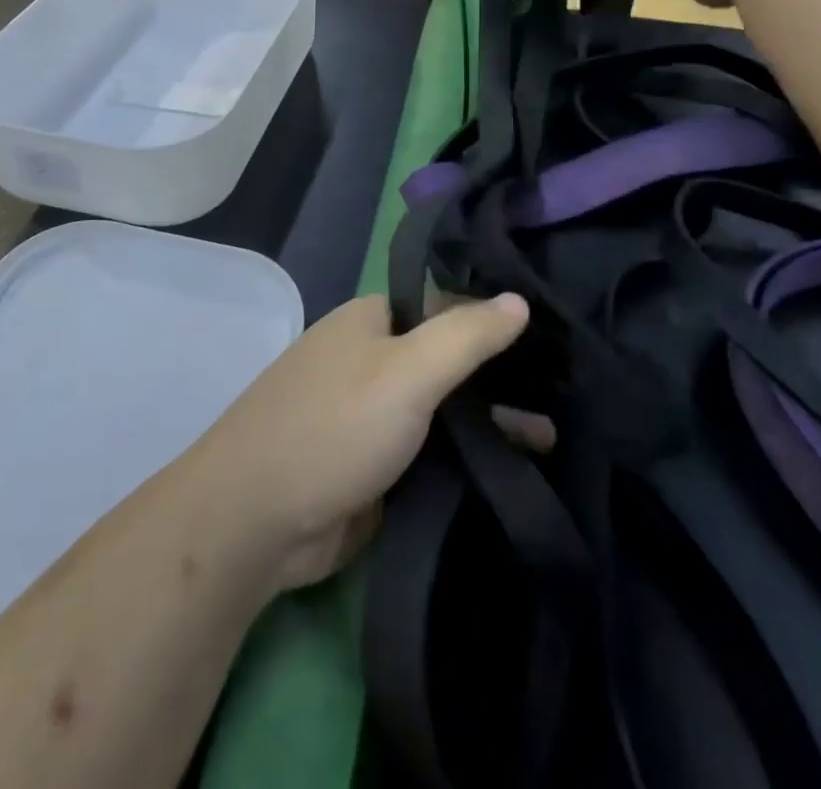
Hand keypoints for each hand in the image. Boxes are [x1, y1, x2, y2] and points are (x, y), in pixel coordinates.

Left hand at [189, 292, 528, 590]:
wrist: (254, 522)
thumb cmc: (333, 428)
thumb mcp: (406, 372)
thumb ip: (465, 335)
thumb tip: (519, 298)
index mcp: (373, 320)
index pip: (447, 305)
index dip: (495, 318)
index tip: (553, 338)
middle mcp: (372, 359)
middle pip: (448, 358)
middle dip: (500, 377)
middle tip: (566, 393)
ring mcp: (371, 414)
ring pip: (443, 408)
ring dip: (490, 421)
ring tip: (555, 438)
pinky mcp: (374, 465)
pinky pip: (430, 451)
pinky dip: (466, 456)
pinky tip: (516, 468)